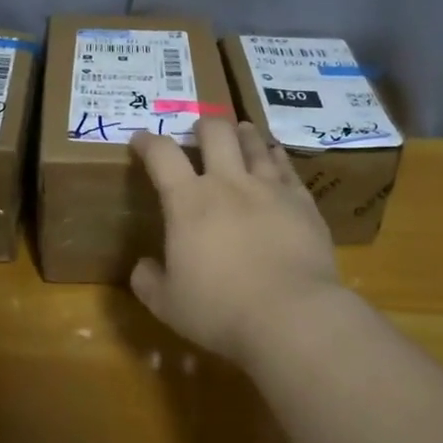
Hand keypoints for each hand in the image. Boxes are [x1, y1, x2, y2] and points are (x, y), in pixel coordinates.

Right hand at [128, 117, 340, 362]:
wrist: (291, 317)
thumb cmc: (220, 310)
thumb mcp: (167, 304)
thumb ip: (148, 281)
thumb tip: (142, 266)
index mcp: (188, 202)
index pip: (161, 155)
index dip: (147, 142)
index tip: (140, 140)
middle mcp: (228, 184)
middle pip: (215, 133)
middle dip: (203, 126)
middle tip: (199, 132)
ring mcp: (269, 189)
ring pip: (254, 144)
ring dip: (242, 134)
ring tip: (239, 131)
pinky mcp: (302, 202)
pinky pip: (286, 167)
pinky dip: (276, 156)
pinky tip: (275, 156)